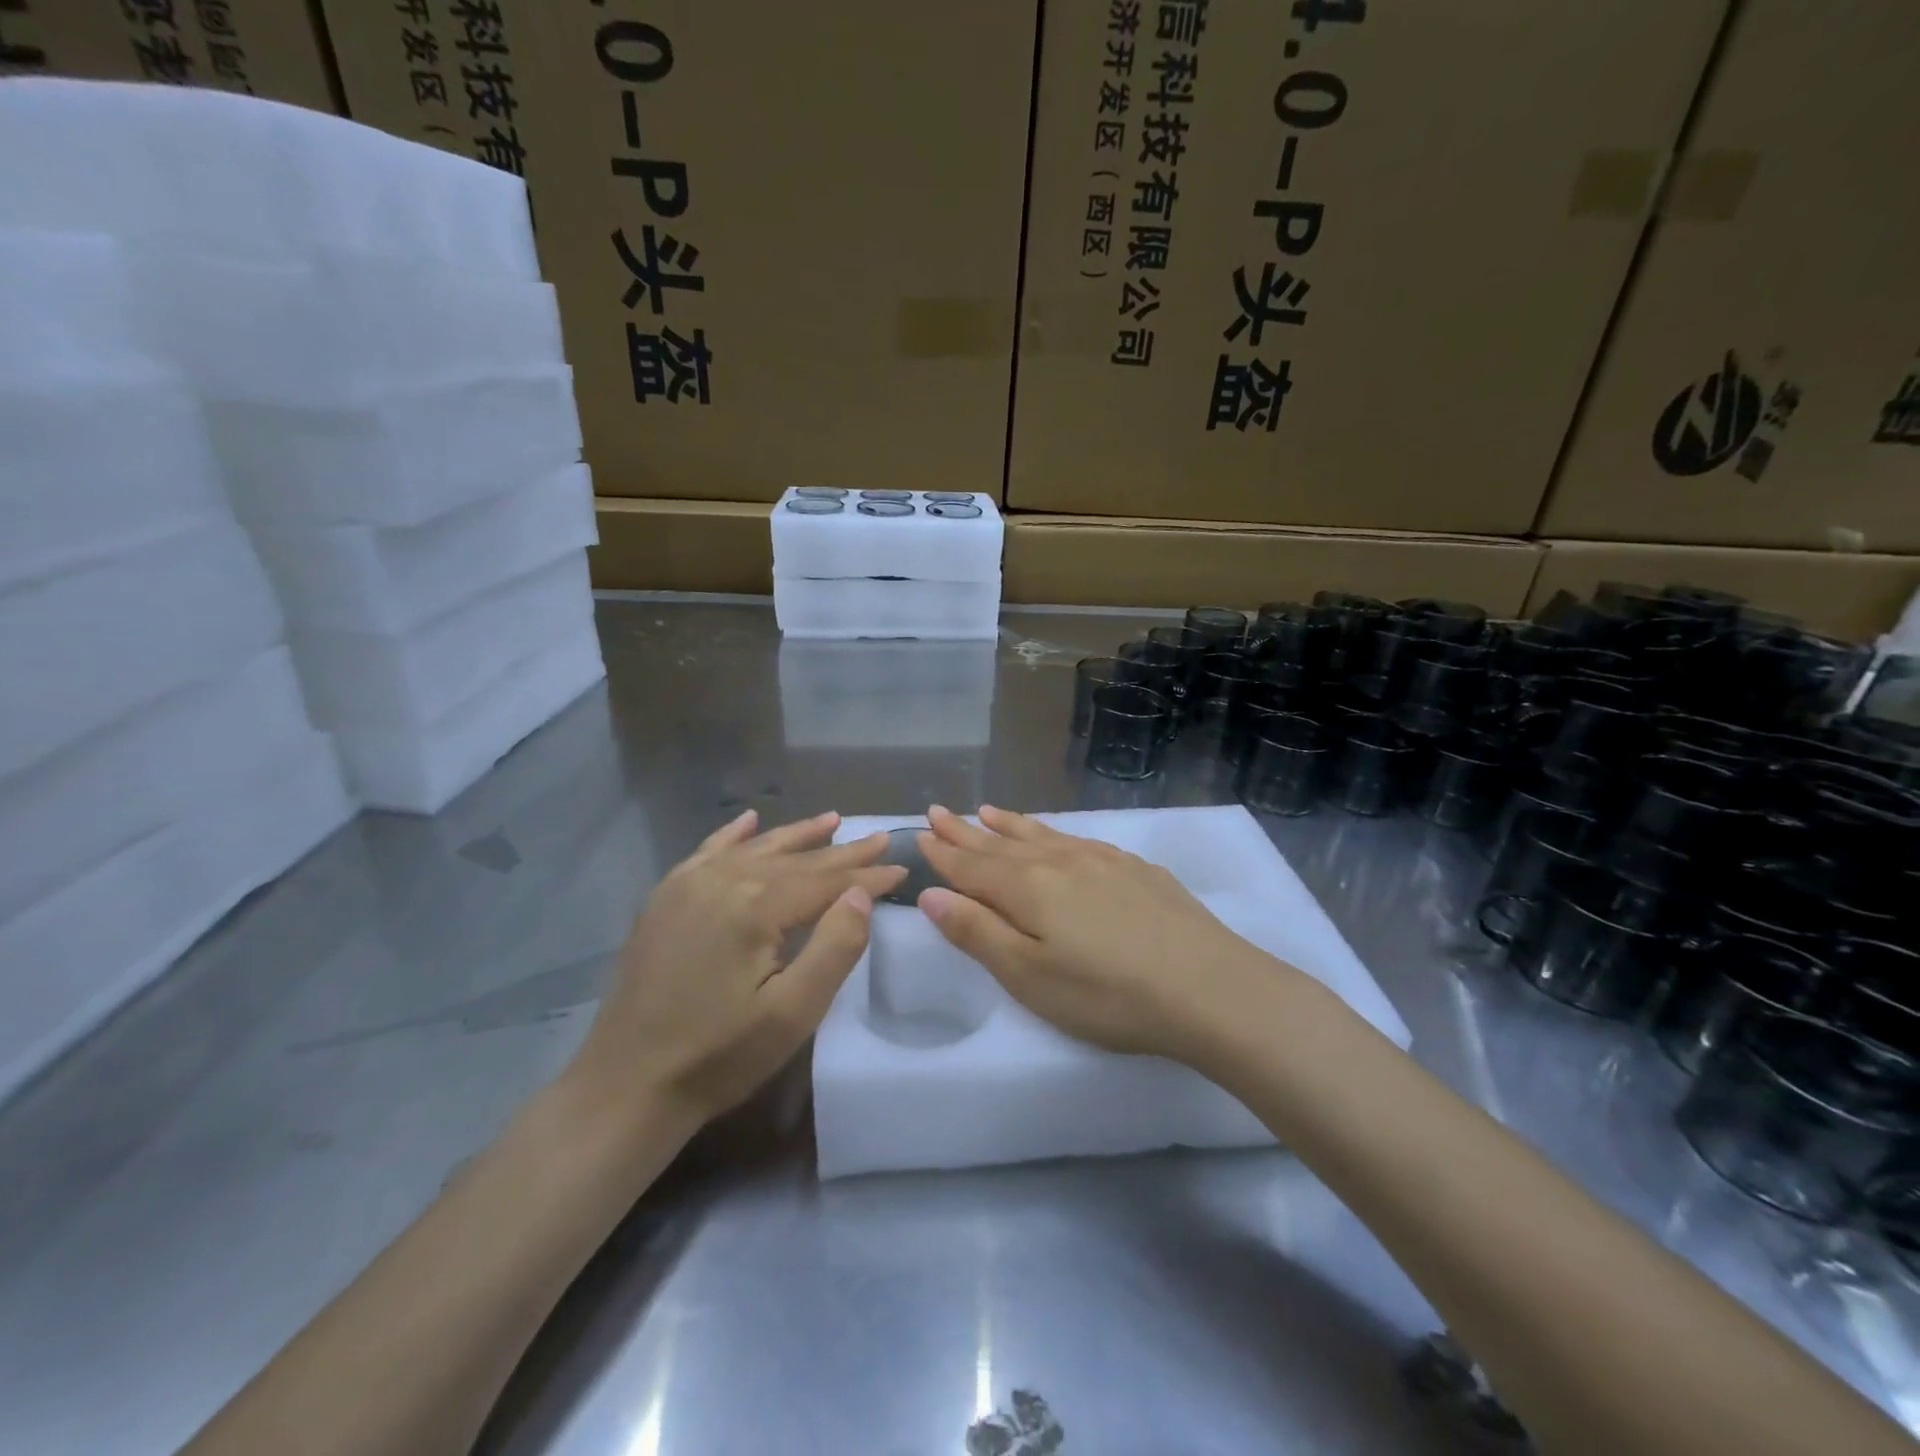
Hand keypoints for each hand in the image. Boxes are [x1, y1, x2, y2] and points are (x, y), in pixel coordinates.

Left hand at [569, 810, 906, 1128]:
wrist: (626, 1086)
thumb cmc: (720, 1056)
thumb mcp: (793, 1013)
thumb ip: (835, 946)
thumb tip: (861, 893)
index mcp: (756, 905)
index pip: (826, 881)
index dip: (867, 876)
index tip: (901, 866)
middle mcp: (723, 879)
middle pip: (796, 860)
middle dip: (842, 852)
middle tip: (880, 838)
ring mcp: (688, 884)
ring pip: (757, 849)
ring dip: (798, 836)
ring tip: (833, 820)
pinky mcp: (665, 898)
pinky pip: (708, 852)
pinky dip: (735, 835)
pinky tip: (750, 821)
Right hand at [915, 805, 1279, 1061]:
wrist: (1210, 987)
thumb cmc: (1108, 994)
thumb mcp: (1030, 977)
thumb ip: (978, 933)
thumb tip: (931, 895)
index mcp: (1028, 888)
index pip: (972, 866)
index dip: (944, 852)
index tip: (920, 832)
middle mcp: (1060, 862)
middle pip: (1001, 844)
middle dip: (967, 831)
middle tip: (940, 811)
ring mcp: (1102, 860)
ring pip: (1042, 835)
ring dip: (1009, 825)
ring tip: (987, 811)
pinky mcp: (1135, 869)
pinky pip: (1077, 839)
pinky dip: (1053, 832)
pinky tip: (1056, 837)